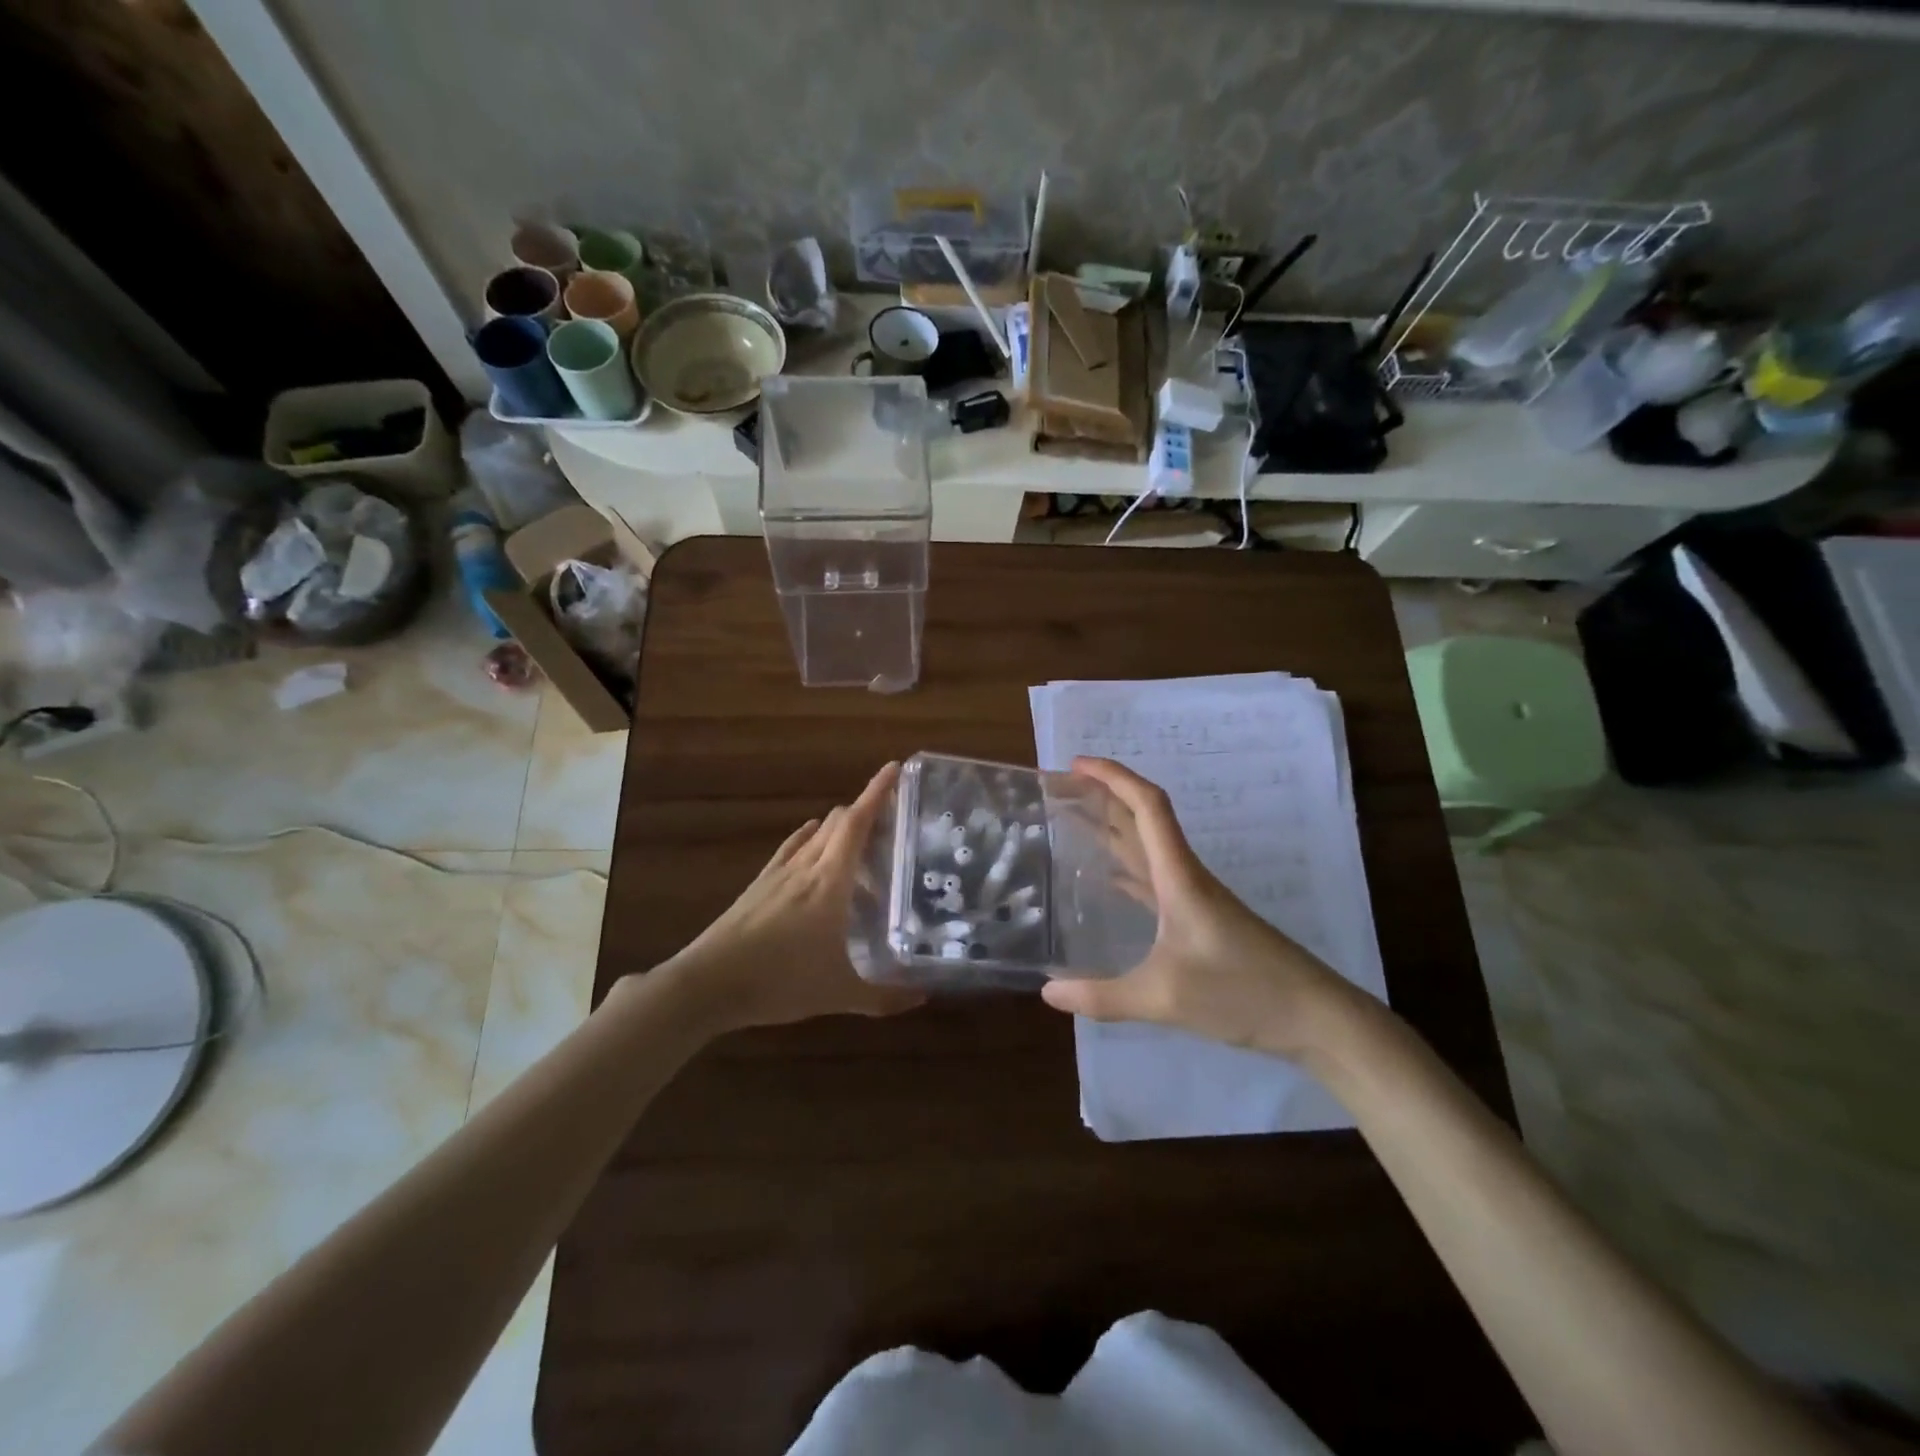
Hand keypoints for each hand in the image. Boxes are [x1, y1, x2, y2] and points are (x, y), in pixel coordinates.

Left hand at [654, 763, 925, 1033]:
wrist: (707, 984)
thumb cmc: (780, 981)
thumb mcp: (839, 994)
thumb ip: (884, 997)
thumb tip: (923, 998)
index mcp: (831, 881)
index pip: (857, 822)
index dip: (877, 792)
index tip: (895, 768)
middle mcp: (806, 866)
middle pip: (838, 822)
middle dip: (865, 808)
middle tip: (894, 815)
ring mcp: (779, 874)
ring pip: (814, 834)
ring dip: (839, 826)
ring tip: (861, 836)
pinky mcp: (759, 886)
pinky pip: (790, 849)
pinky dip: (808, 838)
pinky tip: (811, 841)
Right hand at [1039, 757, 1359, 1061]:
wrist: (1314, 1017)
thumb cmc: (1243, 992)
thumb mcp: (1164, 998)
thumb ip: (1102, 997)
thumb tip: (1048, 992)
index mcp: (1179, 876)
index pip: (1147, 806)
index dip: (1113, 776)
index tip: (1075, 765)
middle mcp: (1185, 876)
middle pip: (1144, 819)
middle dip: (1104, 796)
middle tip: (1061, 791)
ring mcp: (1195, 898)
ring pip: (1148, 848)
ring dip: (1114, 829)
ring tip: (1073, 824)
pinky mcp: (1200, 920)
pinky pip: (1154, 880)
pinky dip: (1126, 869)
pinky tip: (1106, 880)